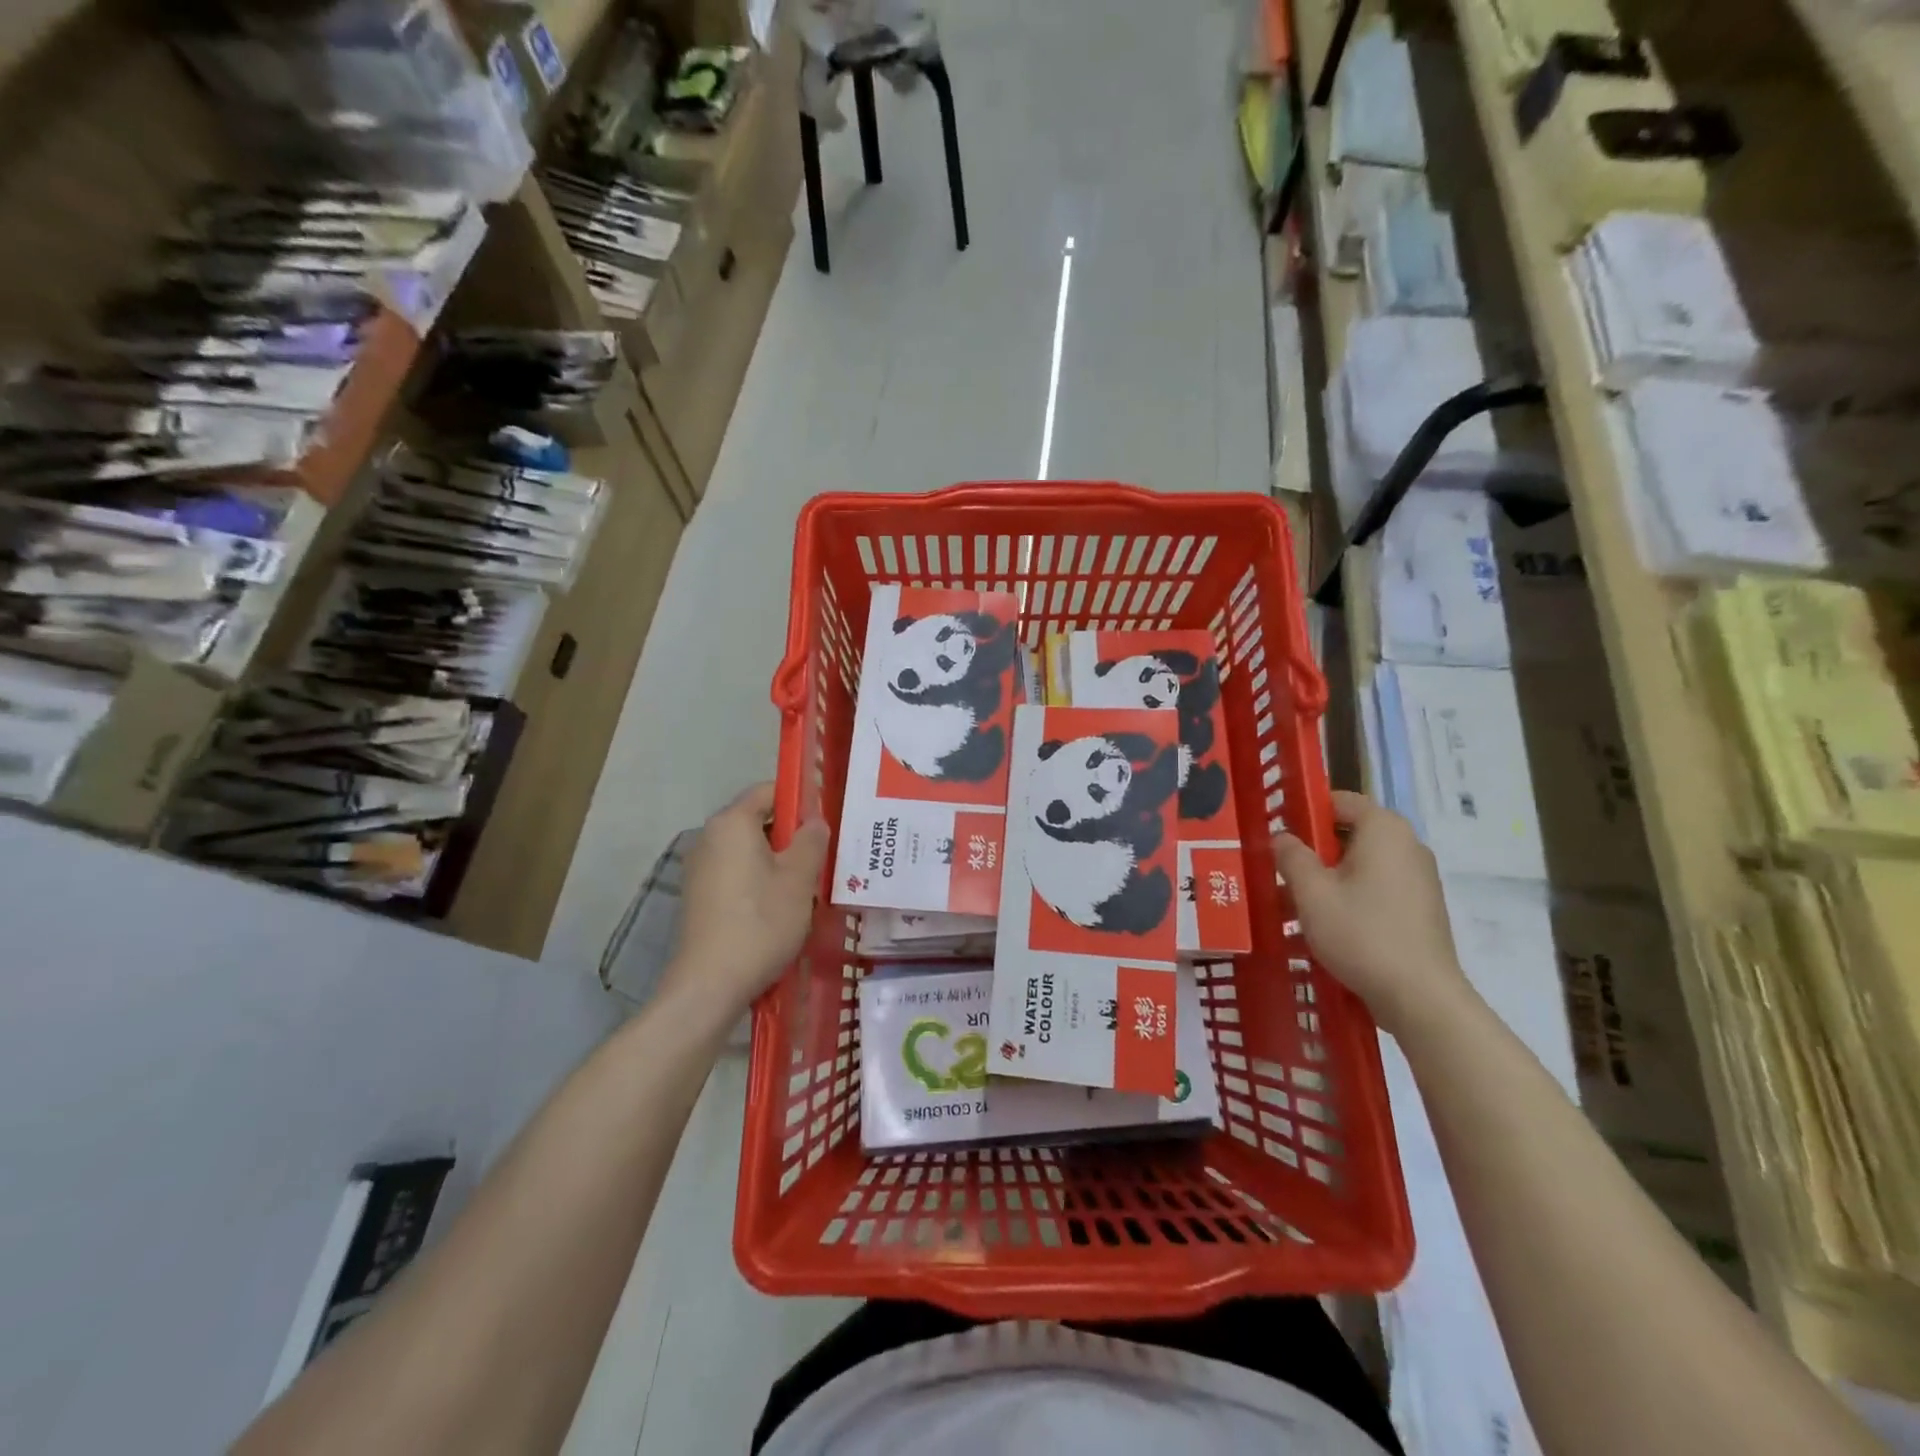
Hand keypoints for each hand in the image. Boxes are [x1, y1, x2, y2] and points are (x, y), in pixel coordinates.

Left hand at [667, 782, 829, 1015]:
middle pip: (758, 820)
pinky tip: (780, 908)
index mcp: (732, 823)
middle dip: (792, 834)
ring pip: (749, 850)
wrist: (709, 985)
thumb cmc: (761, 923)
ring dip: (778, 861)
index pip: (769, 790)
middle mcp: (709, 837)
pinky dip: (760, 880)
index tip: (826, 822)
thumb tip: (814, 821)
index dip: (800, 799)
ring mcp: (700, 868)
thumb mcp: (799, 879)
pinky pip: (736, 873)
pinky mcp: (699, 896)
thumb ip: (812, 840)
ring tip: (807, 885)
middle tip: (824, 857)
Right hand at [1272, 791, 1469, 1037]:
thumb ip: (1291, 856)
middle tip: (1281, 870)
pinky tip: (1329, 922)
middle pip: (1351, 832)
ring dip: (1330, 875)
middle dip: (1314, 848)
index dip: (1305, 811)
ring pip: (1362, 862)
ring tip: (1297, 901)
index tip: (1277, 833)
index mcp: (1384, 829)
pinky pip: (1378, 886)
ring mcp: (1420, 877)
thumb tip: (1282, 837)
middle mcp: (1408, 845)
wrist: (1420, 997)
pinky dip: (1352, 894)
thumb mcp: (1311, 892)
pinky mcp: (1422, 907)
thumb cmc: (1361, 933)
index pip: (1340, 801)